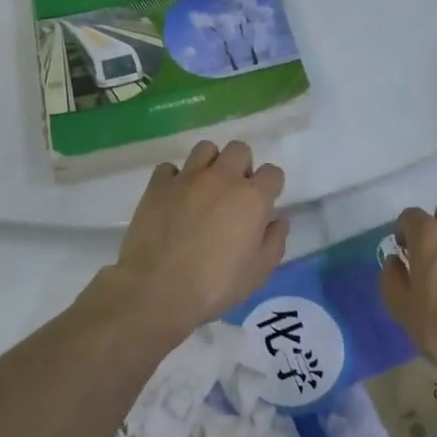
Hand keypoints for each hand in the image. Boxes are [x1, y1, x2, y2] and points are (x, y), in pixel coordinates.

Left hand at [99, 141, 288, 347]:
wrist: (160, 288)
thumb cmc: (217, 284)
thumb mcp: (259, 271)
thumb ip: (274, 240)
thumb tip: (278, 219)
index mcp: (252, 197)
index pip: (272, 172)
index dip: (270, 186)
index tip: (263, 204)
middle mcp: (222, 177)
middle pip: (239, 150)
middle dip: (241, 166)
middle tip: (233, 193)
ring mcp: (187, 177)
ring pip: (205, 148)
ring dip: (210, 164)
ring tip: (204, 189)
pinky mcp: (158, 185)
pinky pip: (169, 168)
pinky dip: (174, 178)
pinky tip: (174, 198)